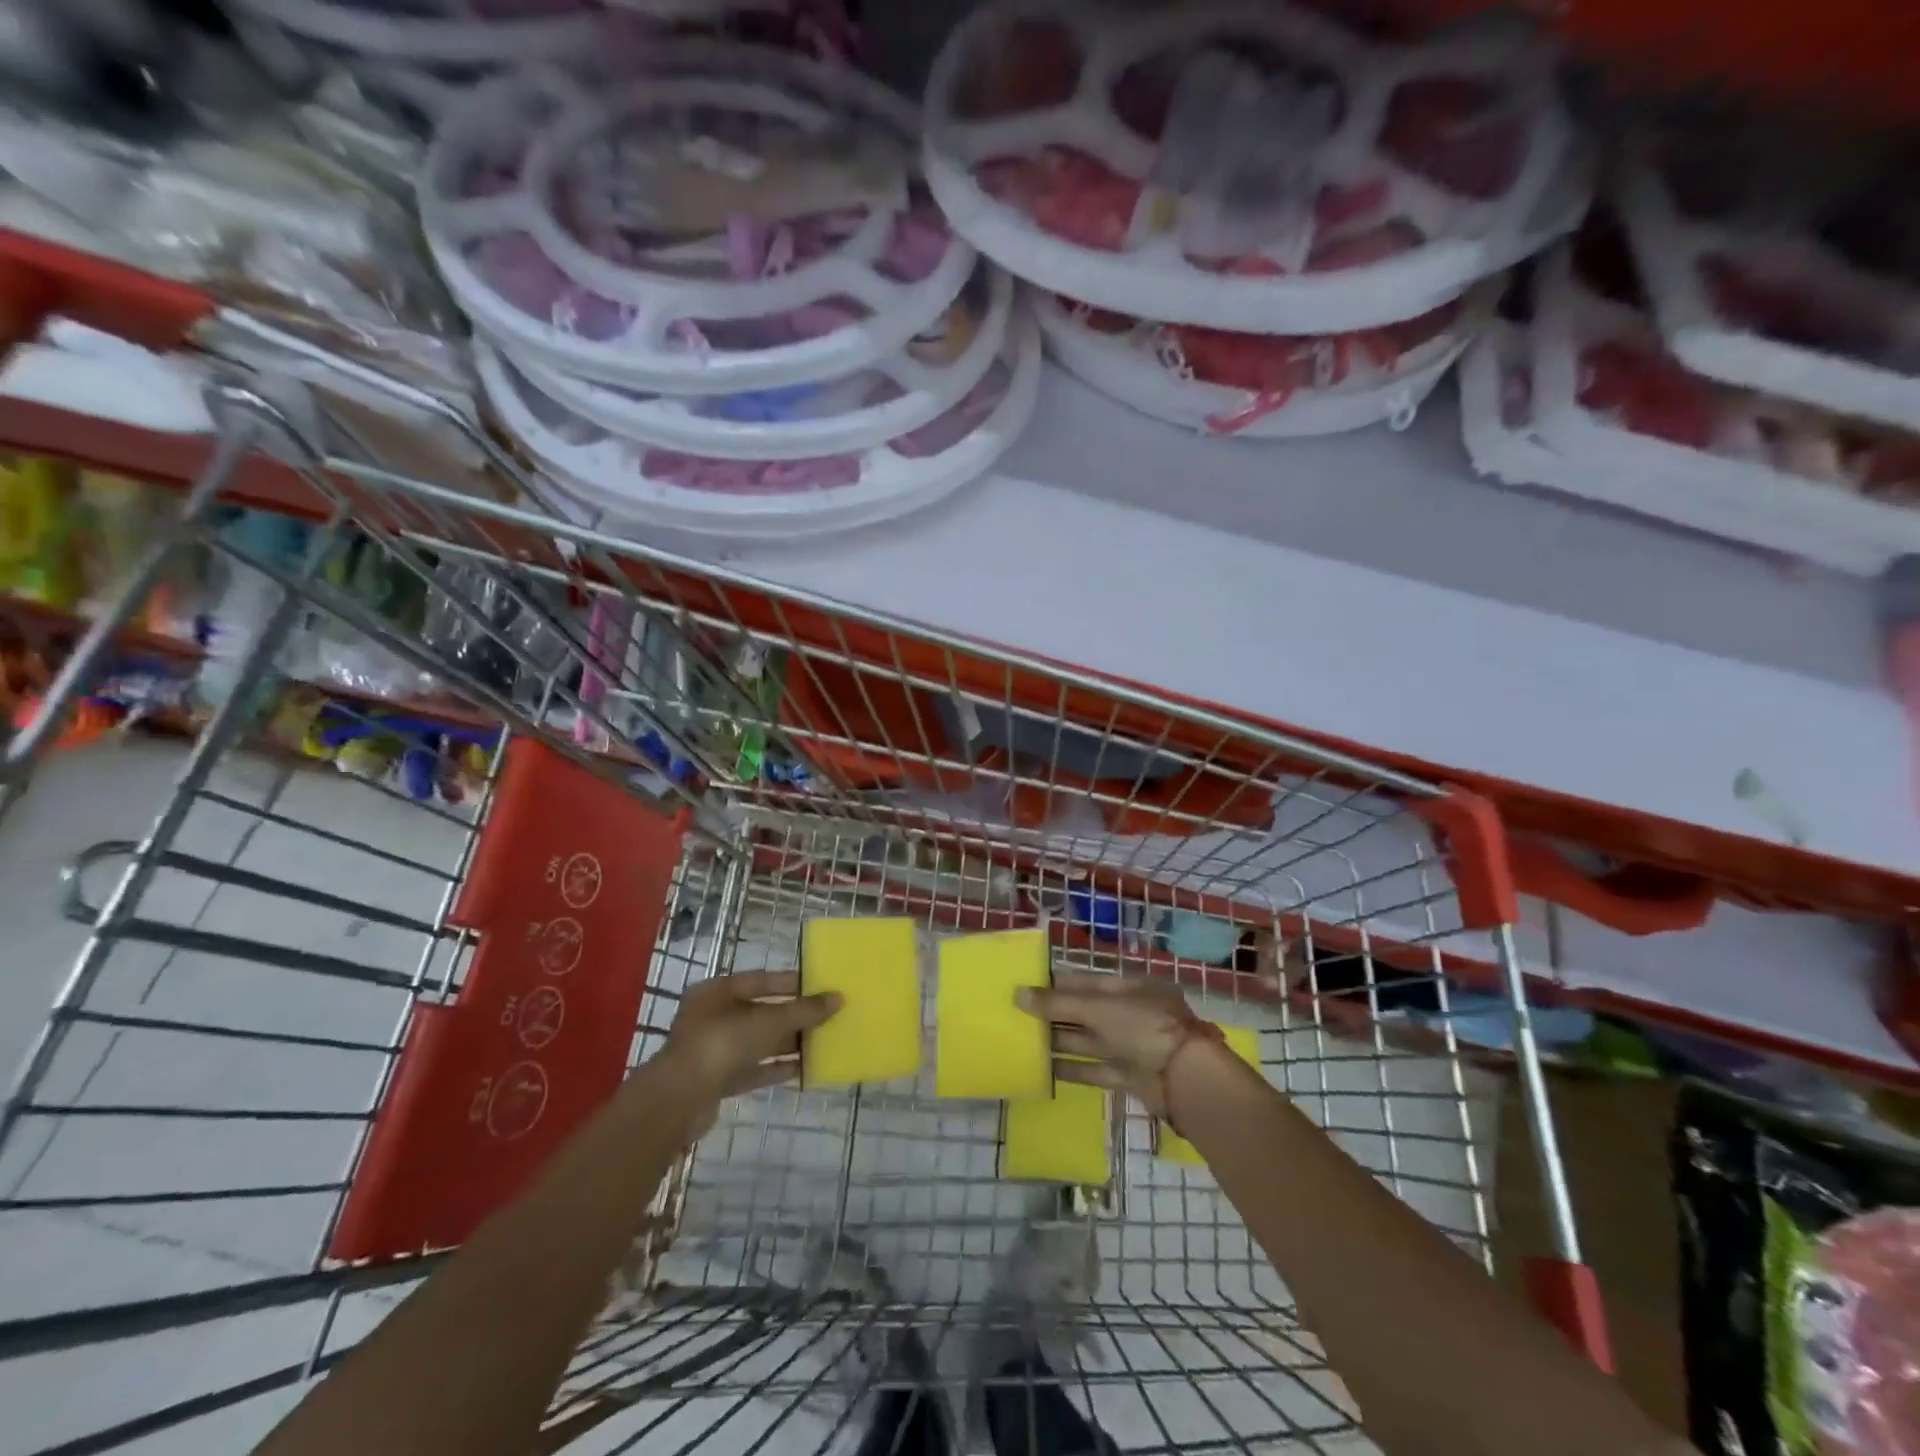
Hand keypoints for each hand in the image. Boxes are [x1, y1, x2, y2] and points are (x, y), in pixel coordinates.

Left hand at [661, 971, 840, 1106]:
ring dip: (788, 1043)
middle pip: (761, 1012)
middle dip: (793, 1016)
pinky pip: (753, 1069)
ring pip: (758, 1042)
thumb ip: (804, 1010)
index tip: (821, 986)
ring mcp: (714, 1050)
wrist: (679, 1100)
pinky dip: (776, 1068)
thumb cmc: (723, 1043)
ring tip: (822, 1043)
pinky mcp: (717, 1080)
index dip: (792, 983)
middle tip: (827, 1017)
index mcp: (718, 991)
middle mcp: (713, 1016)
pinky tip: (804, 1070)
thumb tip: (838, 998)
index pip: (761, 980)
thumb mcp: (769, 1021)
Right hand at [1017, 973, 1212, 1115]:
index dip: (1058, 984)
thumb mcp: (1098, 1008)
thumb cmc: (1143, 1027)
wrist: (1185, 1080)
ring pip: (1088, 1040)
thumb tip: (1017, 994)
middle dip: (1054, 1014)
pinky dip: (1072, 1069)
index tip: (1026, 987)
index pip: (1087, 982)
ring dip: (1059, 1041)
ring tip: (1024, 1041)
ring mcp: (1131, 1046)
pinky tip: (1045, 1070)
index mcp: (1130, 988)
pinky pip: (1095, 1069)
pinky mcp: (1129, 1076)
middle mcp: (1130, 1014)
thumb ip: (1057, 1004)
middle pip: (1086, 1012)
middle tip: (1017, 1015)